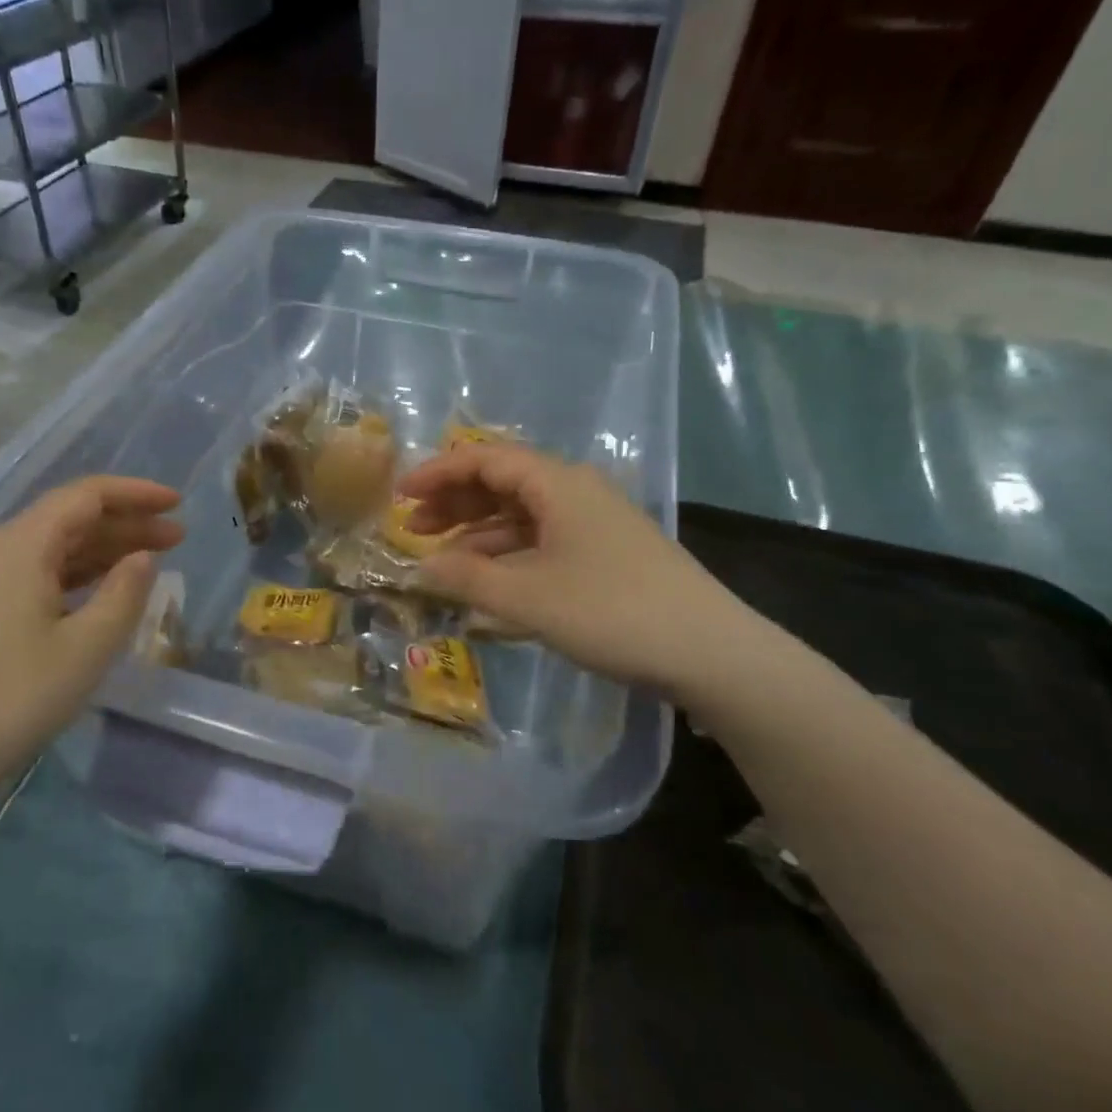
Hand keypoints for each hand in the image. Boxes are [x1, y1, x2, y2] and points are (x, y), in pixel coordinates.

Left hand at [0, 476, 183, 808]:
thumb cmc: (14, 698)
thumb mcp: (88, 647)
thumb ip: (126, 592)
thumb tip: (143, 557)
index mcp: (19, 544)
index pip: (86, 496)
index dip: (137, 494)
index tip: (178, 504)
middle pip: (68, 519)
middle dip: (126, 524)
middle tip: (177, 538)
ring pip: (49, 548)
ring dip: (101, 550)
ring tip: (149, 562)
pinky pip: (30, 573)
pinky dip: (73, 574)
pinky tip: (98, 592)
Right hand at [398, 443, 760, 702]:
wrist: (711, 651)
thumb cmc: (612, 612)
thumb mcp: (529, 598)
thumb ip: (468, 579)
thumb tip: (419, 568)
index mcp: (558, 484)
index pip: (485, 459)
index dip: (438, 473)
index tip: (400, 496)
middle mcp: (576, 492)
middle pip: (503, 483)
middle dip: (455, 503)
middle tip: (415, 529)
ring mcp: (594, 524)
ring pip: (523, 515)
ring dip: (479, 533)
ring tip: (442, 560)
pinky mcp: (606, 554)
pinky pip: (544, 542)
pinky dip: (510, 556)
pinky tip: (488, 582)